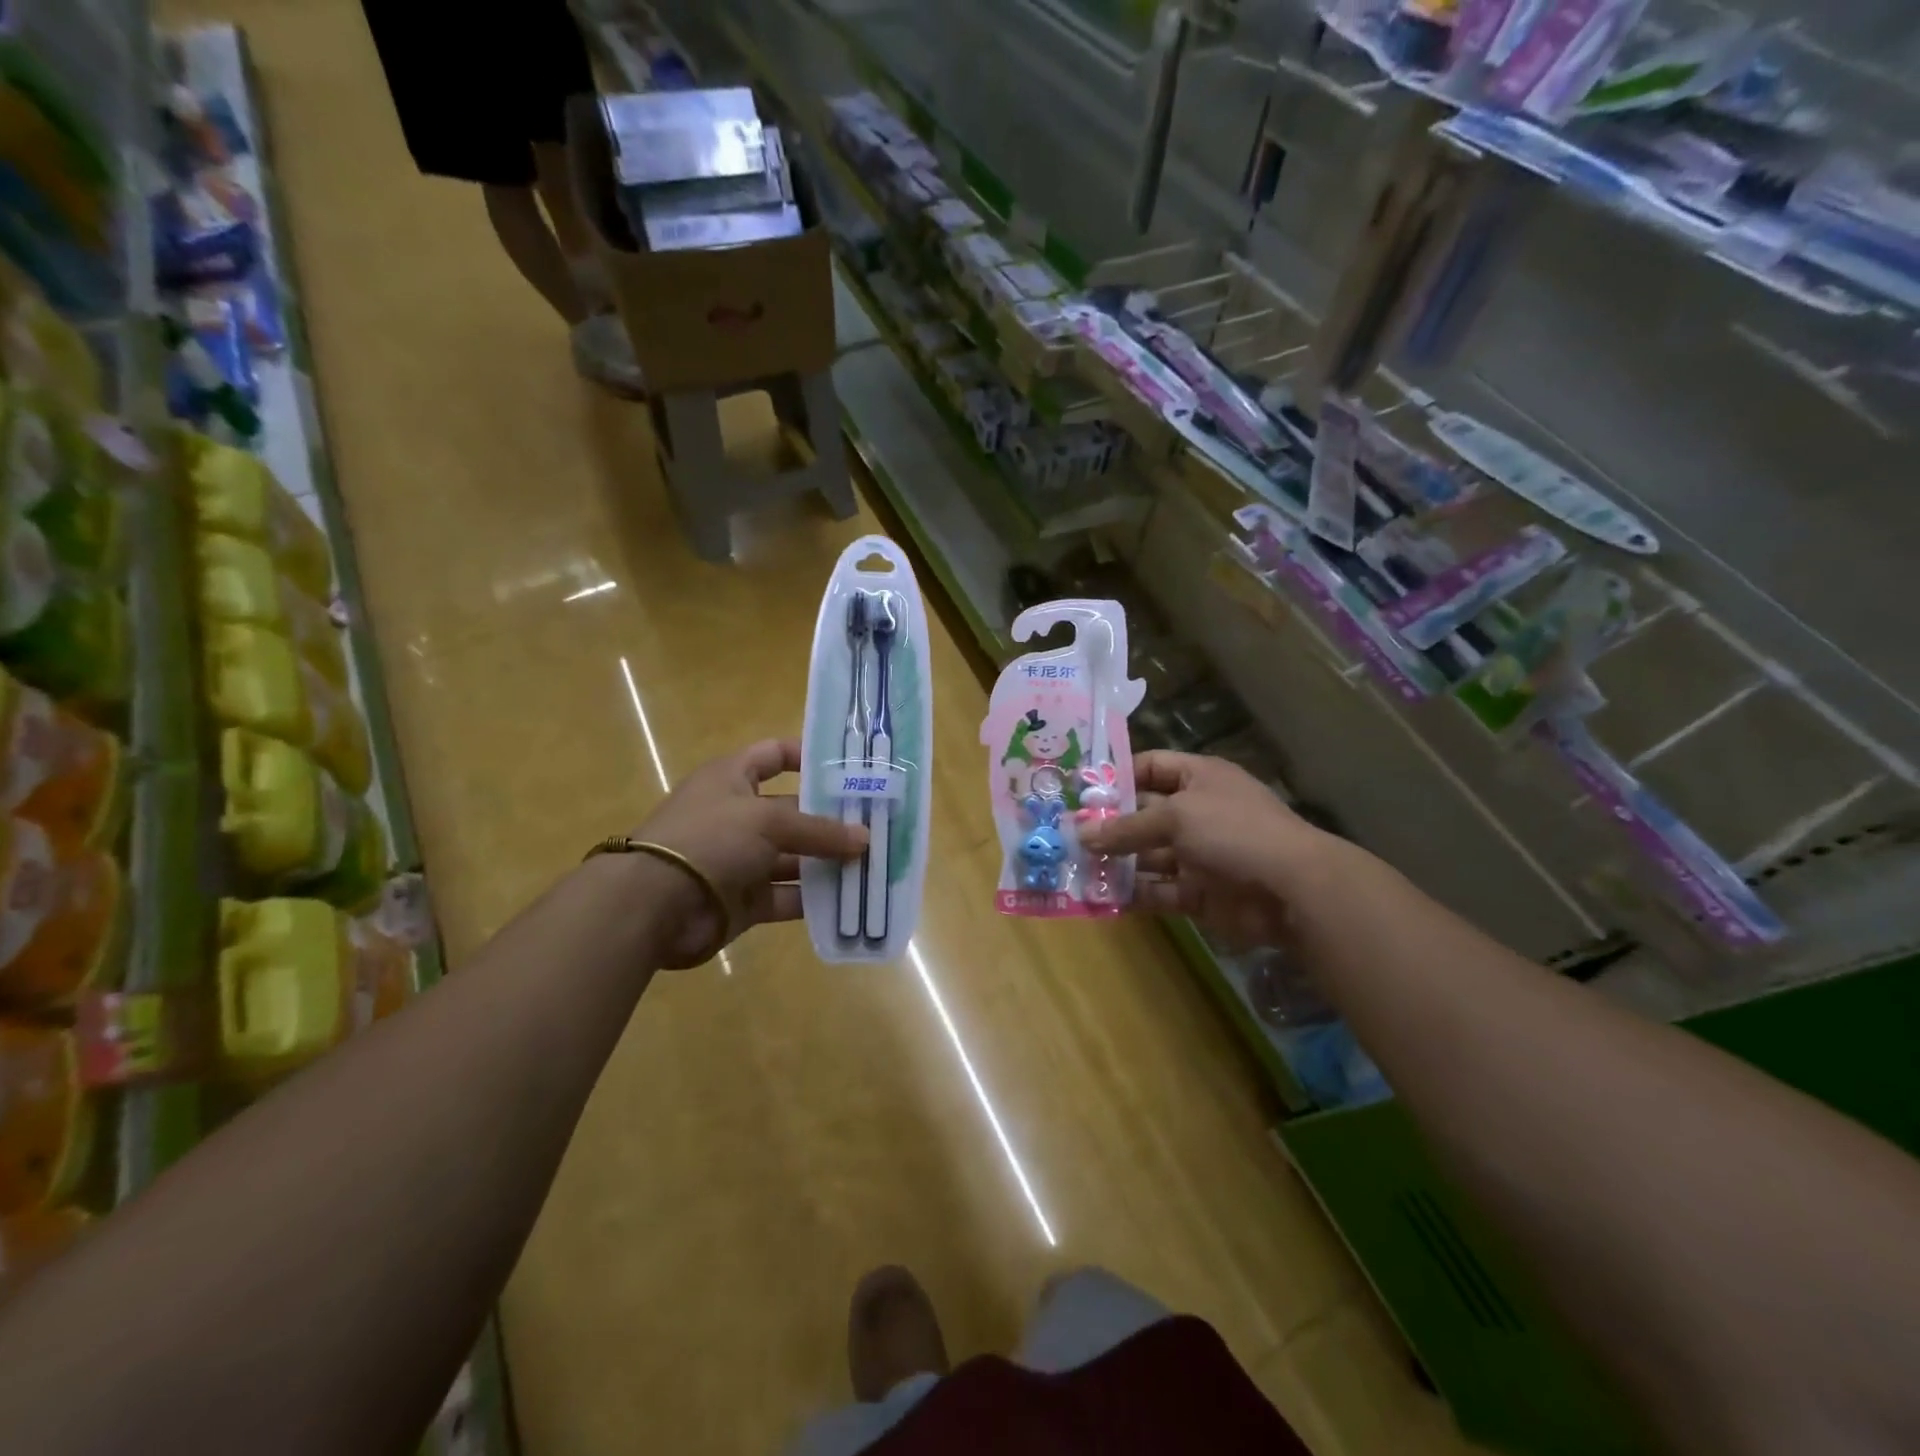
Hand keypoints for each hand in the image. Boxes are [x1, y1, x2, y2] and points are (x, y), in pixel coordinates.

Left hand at [628, 739, 866, 966]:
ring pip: (794, 858)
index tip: (849, 767)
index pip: (773, 755)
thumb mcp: (768, 820)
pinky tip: (849, 900)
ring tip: (873, 865)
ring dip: (828, 863)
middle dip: (832, 820)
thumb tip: (865, 839)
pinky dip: (813, 899)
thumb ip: (819, 830)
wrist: (653, 905)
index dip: (807, 756)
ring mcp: (740, 860)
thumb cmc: (710, 838)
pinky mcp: (743, 900)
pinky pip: (786, 896)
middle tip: (878, 825)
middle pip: (793, 812)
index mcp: (732, 778)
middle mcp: (737, 815)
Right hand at [1078, 752, 1328, 950]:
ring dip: (1116, 862)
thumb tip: (1081, 834)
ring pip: (1148, 855)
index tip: (1081, 792)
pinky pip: (1159, 889)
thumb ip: (1126, 827)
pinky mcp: (1199, 891)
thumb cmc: (1233, 832)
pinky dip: (1134, 893)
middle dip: (1109, 825)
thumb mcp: (1176, 817)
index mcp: (1198, 779)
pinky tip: (1102, 896)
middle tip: (1066, 835)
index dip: (1118, 776)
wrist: (1292, 889)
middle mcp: (1197, 813)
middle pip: (1144, 814)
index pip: (1151, 767)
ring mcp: (1198, 854)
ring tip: (1075, 868)